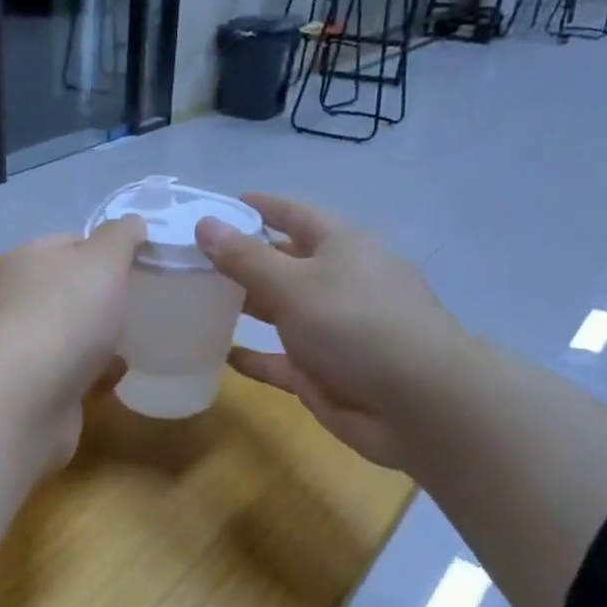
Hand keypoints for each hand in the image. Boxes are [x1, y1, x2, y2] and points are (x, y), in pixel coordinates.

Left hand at [0, 216, 144, 466]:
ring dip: (101, 339)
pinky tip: (115, 377)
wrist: (28, 396)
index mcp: (27, 260)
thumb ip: (120, 237)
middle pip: (70, 291)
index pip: (70, 243)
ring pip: (71, 335)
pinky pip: (73, 374)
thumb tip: (132, 224)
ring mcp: (24, 347)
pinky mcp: (34, 388)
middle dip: (104, 298)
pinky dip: (94, 374)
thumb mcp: (103, 259)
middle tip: (143, 304)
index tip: (140, 263)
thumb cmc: (66, 314)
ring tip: (136, 341)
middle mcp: (18, 300)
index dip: (105, 248)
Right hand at [196, 195, 464, 468]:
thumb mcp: (294, 283)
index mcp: (341, 246)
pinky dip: (251, 356)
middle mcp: (336, 282)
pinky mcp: (320, 371)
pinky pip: (277, 359)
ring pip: (278, 311)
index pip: (295, 214)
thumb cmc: (355, 324)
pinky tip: (218, 353)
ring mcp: (329, 329)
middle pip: (283, 263)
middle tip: (191, 257)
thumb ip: (245, 257)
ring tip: (195, 300)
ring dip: (244, 305)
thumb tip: (205, 223)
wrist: (415, 402)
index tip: (221, 204)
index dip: (261, 206)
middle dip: (242, 259)